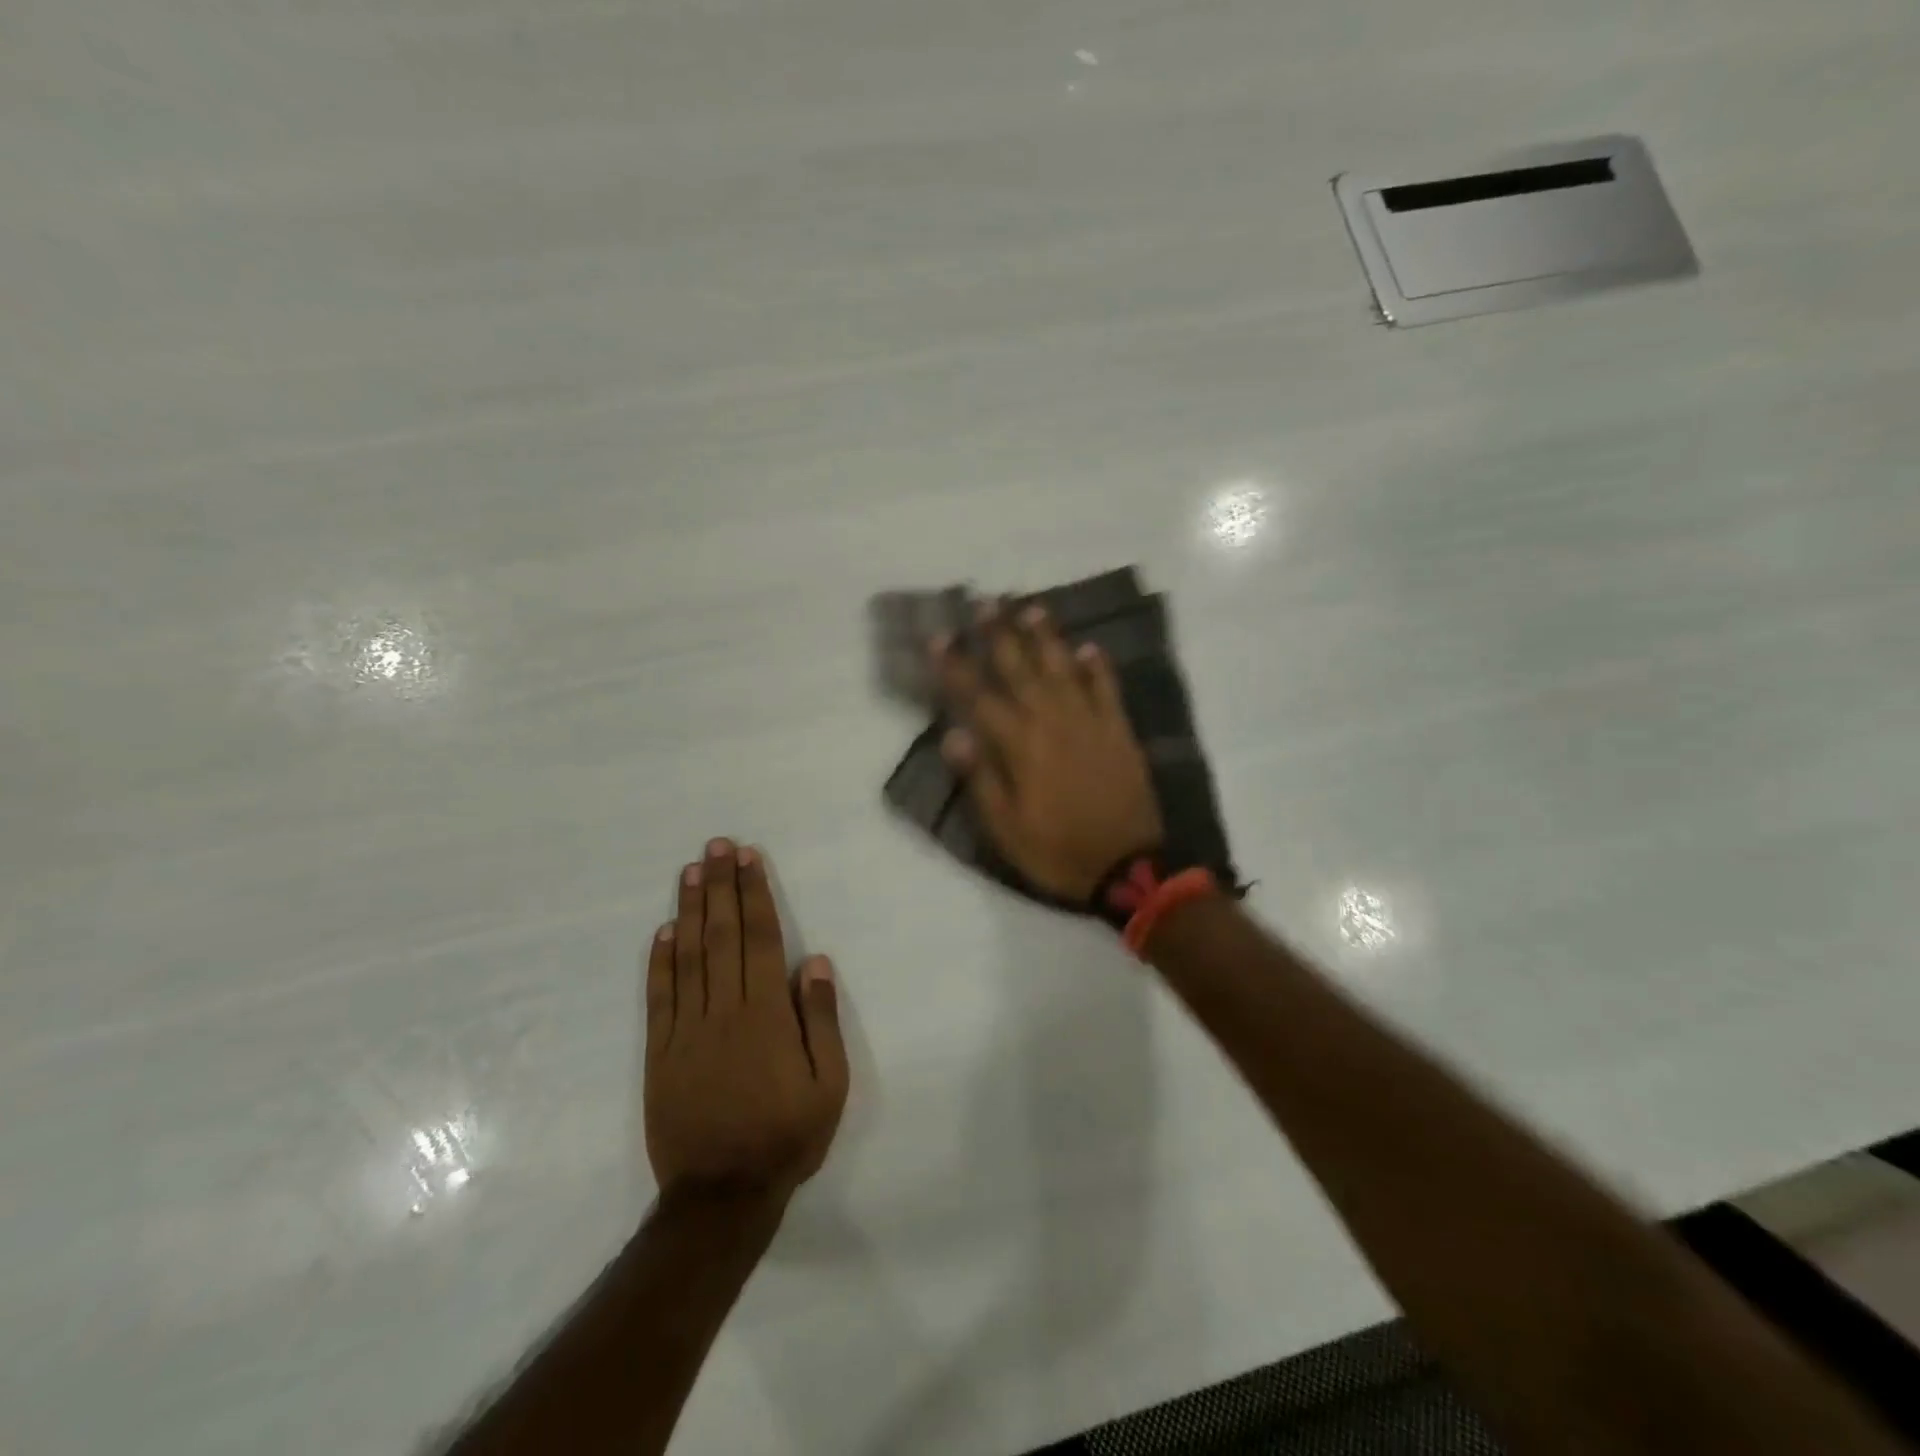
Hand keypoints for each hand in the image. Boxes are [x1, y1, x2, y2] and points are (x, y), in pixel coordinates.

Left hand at [644, 839, 847, 1205]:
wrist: (722, 1196)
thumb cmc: (787, 1136)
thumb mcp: (830, 1085)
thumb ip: (822, 1020)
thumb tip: (814, 961)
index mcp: (767, 1015)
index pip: (759, 939)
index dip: (754, 895)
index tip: (748, 859)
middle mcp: (724, 1010)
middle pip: (722, 936)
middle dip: (720, 887)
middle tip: (716, 847)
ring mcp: (687, 1030)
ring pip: (688, 957)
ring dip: (689, 911)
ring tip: (690, 871)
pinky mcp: (660, 1053)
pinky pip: (659, 998)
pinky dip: (660, 961)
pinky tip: (663, 931)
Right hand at [934, 603, 1162, 901]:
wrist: (1128, 866)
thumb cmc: (1057, 850)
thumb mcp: (1006, 828)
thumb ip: (981, 778)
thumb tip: (953, 734)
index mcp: (1020, 746)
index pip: (979, 697)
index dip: (956, 666)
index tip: (940, 637)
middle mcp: (1053, 722)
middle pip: (1021, 669)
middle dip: (1000, 634)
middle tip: (986, 601)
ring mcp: (1090, 722)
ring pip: (1064, 668)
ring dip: (1046, 637)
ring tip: (1031, 608)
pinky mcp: (1119, 731)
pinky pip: (1107, 689)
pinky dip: (1098, 667)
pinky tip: (1089, 648)